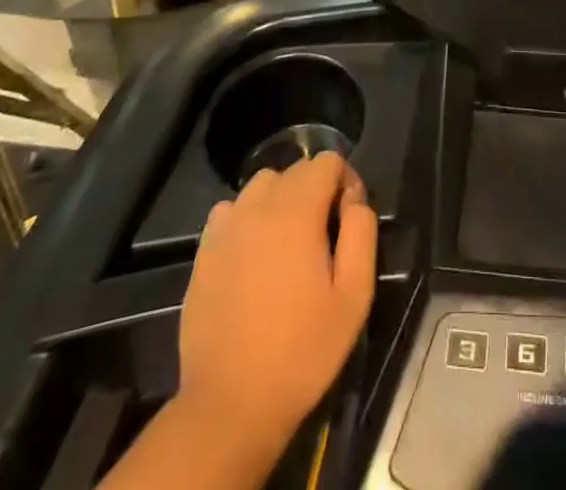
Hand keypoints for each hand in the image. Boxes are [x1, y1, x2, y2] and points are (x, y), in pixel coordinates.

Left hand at [177, 153, 377, 457]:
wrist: (230, 404)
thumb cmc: (302, 350)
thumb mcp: (354, 295)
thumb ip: (361, 232)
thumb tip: (354, 199)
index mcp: (297, 210)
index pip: (327, 162)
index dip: (345, 181)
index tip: (348, 220)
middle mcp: (259, 205)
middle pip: (295, 169)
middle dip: (316, 190)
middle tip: (323, 238)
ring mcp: (226, 226)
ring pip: (261, 185)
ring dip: (281, 199)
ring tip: (288, 243)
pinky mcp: (204, 251)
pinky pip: (231, 211)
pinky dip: (248, 218)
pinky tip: (253, 255)